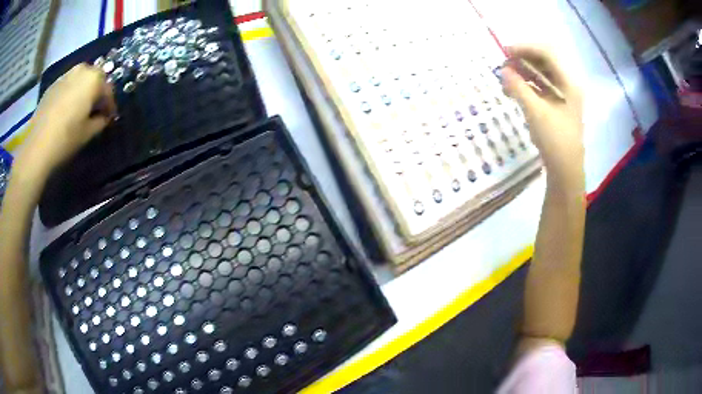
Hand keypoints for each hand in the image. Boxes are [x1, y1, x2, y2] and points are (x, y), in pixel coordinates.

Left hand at [14, 64, 115, 184]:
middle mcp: (82, 70)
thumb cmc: (66, 138)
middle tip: (95, 110)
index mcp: (94, 79)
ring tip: (79, 108)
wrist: (37, 146)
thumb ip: (100, 121)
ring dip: (83, 91)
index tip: (109, 117)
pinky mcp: (53, 85)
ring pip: (80, 79)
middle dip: (96, 92)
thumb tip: (103, 117)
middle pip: (94, 78)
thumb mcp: (88, 133)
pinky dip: (70, 93)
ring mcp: (65, 75)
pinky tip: (66, 109)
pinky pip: (67, 85)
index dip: (110, 105)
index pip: (108, 90)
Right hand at [502, 45, 583, 185]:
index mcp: (568, 83)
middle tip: (504, 64)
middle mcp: (568, 84)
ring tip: (506, 76)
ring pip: (543, 73)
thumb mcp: (535, 112)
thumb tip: (503, 70)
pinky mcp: (558, 105)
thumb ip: (518, 88)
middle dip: (523, 59)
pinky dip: (528, 84)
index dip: (525, 48)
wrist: (565, 169)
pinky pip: (542, 86)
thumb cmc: (554, 140)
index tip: (505, 51)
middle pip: (545, 61)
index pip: (547, 53)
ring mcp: (563, 95)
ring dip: (524, 71)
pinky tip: (514, 88)